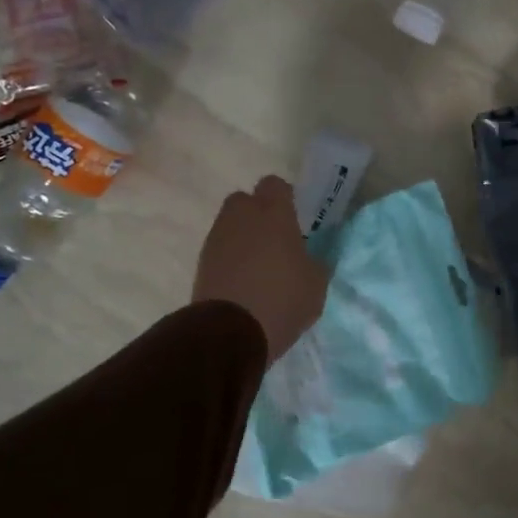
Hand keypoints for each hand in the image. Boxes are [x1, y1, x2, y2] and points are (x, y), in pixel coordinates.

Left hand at [193, 176, 330, 363]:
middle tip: (276, 239)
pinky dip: (230, 258)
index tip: (295, 218)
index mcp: (274, 214)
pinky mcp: (201, 263)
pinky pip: (220, 249)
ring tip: (259, 265)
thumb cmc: (282, 300)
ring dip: (243, 237)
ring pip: (230, 224)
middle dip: (258, 213)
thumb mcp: (317, 284)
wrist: (230, 333)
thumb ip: (316, 263)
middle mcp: (242, 218)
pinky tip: (244, 281)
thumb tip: (312, 257)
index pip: (275, 184)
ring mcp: (217, 239)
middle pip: (245, 200)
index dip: (285, 198)